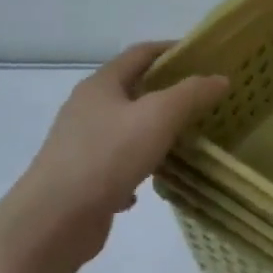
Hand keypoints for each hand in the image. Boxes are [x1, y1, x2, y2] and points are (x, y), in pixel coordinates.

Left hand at [0, 43, 226, 272]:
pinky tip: (155, 181)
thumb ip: (192, 93)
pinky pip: (119, 164)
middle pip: (133, 89)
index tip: (205, 55)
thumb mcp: (159, 116)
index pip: (140, 53)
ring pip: (127, 128)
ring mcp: (82, 145)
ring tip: (189, 137)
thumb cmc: (107, 156)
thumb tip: (220, 78)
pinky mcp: (83, 179)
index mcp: (101, 86)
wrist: (53, 223)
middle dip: (169, 90)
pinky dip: (140, 166)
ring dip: (156, 130)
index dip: (172, 49)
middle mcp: (87, 109)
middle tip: (206, 96)